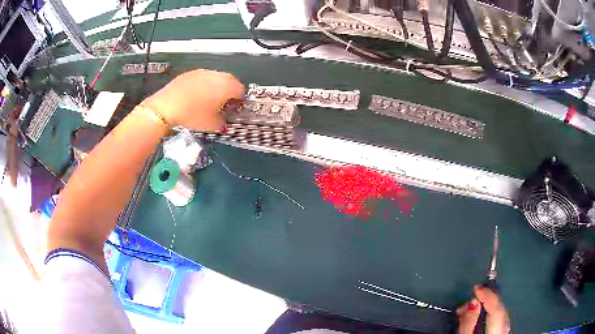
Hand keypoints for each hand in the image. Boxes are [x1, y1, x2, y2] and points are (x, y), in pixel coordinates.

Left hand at [141, 69, 243, 130]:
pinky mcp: (189, 73)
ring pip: (215, 78)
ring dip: (215, 87)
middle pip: (229, 81)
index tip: (233, 109)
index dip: (239, 101)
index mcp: (227, 86)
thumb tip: (224, 121)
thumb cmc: (192, 115)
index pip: (241, 90)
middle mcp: (217, 75)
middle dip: (228, 92)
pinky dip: (202, 85)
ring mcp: (202, 72)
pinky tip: (194, 97)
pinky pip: (201, 78)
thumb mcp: (212, 125)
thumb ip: (223, 122)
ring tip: (207, 100)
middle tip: (222, 104)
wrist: (166, 107)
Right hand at [457, 285, 509, 333]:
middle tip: (469, 300)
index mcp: (498, 327)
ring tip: (471, 309)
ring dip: (486, 306)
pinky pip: (499, 317)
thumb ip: (469, 321)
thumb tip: (473, 301)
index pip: (496, 305)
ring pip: (499, 312)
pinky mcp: (503, 331)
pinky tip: (480, 315)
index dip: (486, 293)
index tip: (476, 287)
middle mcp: (505, 326)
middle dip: (485, 299)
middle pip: (498, 307)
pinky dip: (490, 313)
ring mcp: (506, 329)